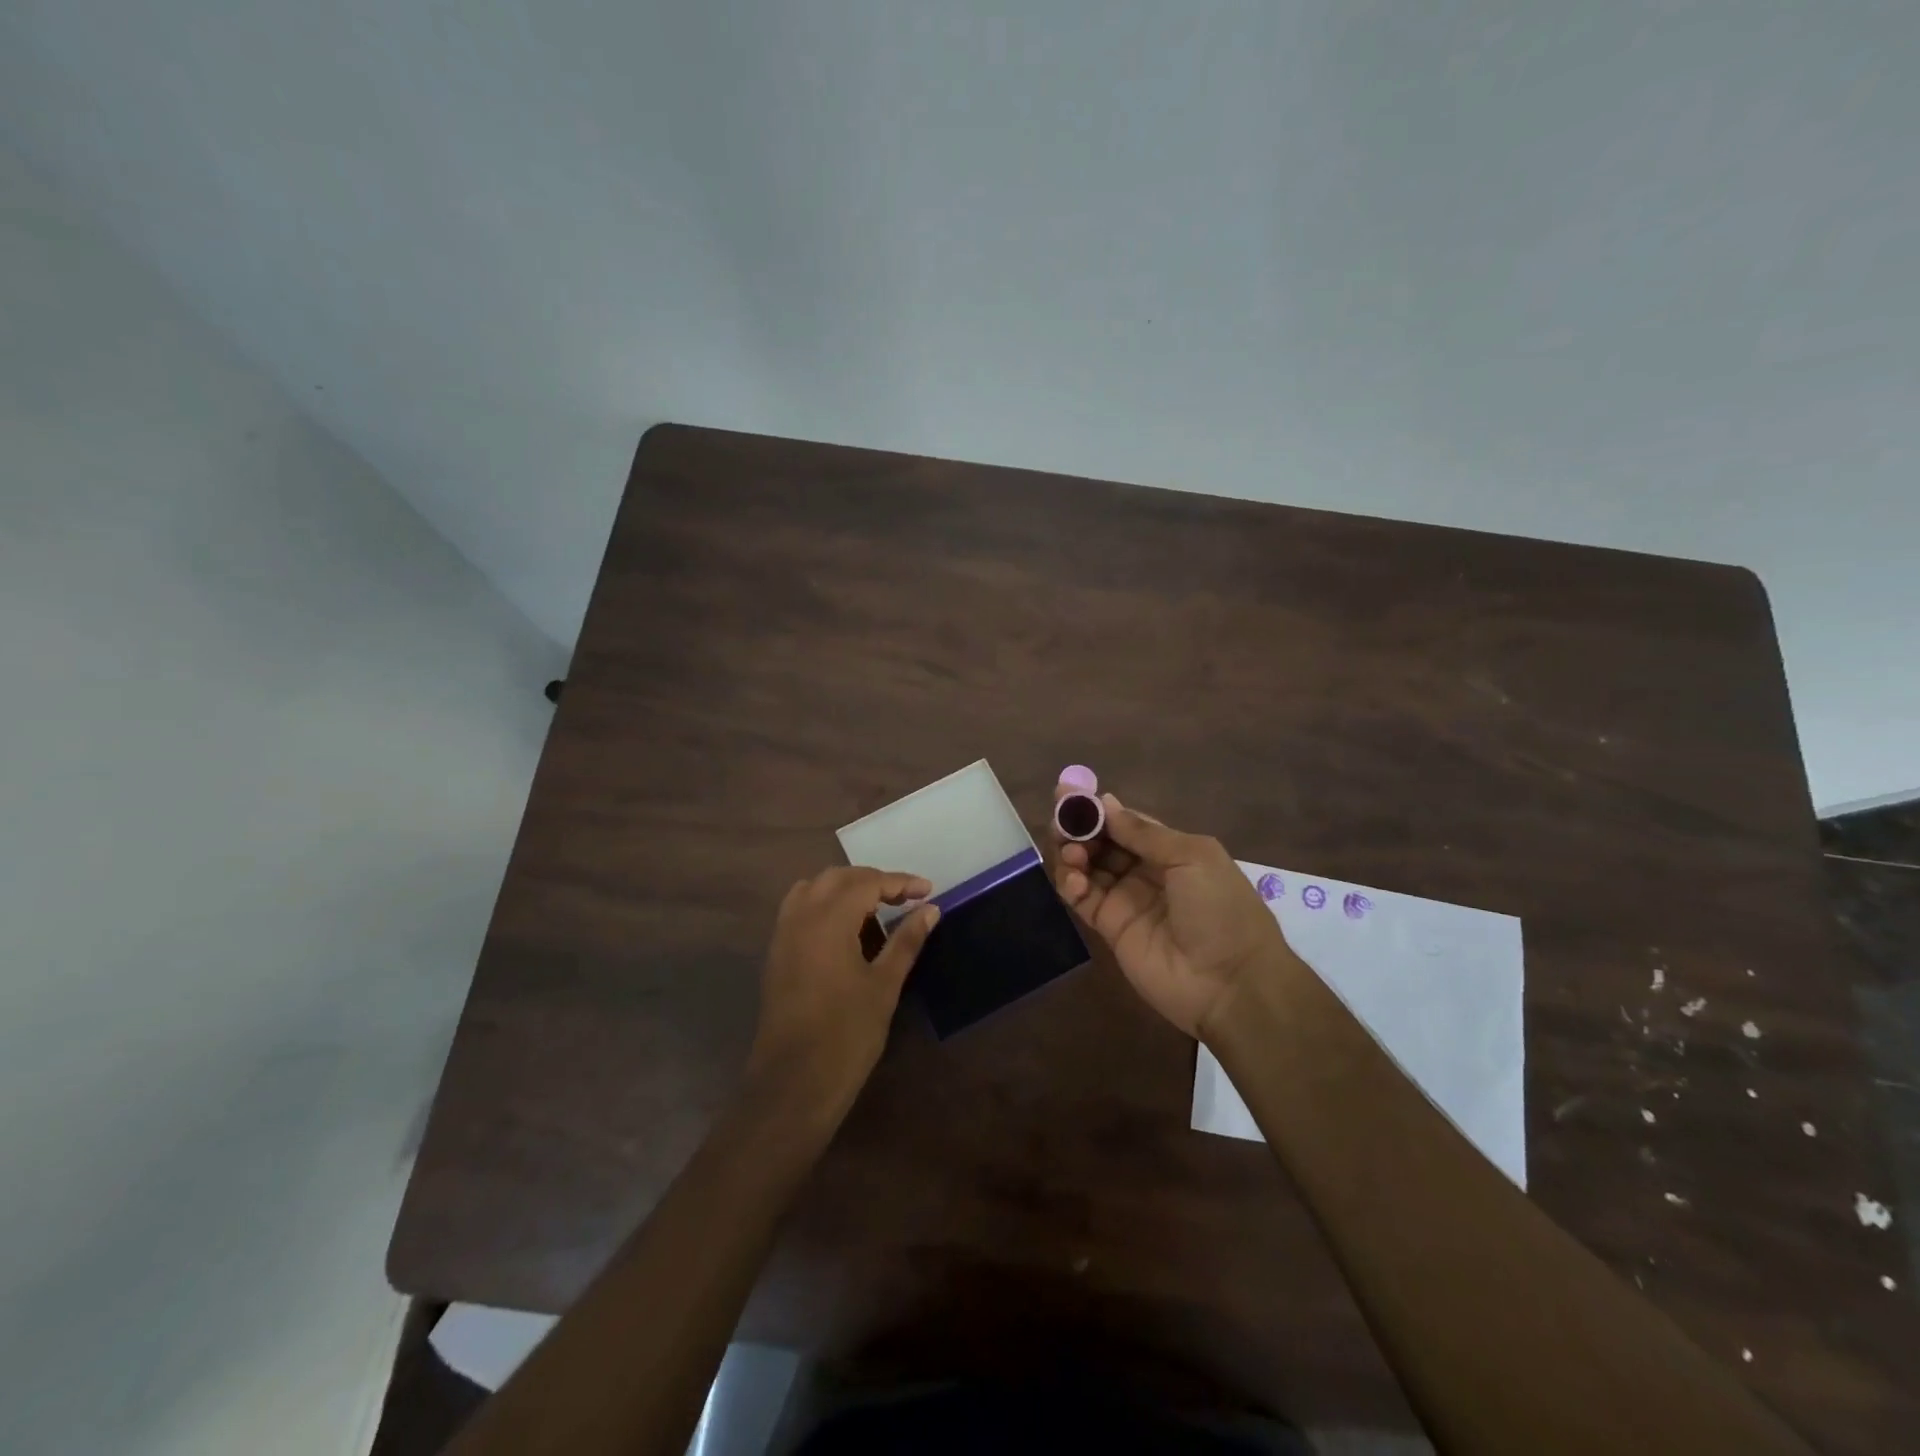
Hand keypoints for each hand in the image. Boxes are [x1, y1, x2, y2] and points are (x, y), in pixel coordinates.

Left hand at [747, 867, 939, 1121]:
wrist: (793, 1083)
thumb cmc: (846, 1034)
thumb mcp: (884, 985)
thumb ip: (906, 941)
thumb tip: (930, 910)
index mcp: (828, 920)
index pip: (867, 883)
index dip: (900, 882)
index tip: (928, 890)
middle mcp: (801, 916)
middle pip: (838, 878)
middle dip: (873, 881)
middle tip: (905, 899)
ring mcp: (783, 934)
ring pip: (814, 889)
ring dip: (846, 889)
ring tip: (876, 909)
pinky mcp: (777, 953)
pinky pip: (800, 909)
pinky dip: (825, 905)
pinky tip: (846, 930)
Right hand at [1052, 779, 1291, 1039]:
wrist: (1231, 983)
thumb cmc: (1221, 910)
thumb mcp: (1192, 858)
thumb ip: (1145, 833)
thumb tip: (1106, 804)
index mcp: (1171, 850)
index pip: (1126, 822)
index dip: (1098, 809)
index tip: (1069, 793)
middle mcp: (1145, 871)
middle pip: (1102, 842)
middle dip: (1080, 828)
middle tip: (1060, 821)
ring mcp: (1126, 900)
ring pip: (1088, 868)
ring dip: (1073, 853)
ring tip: (1070, 852)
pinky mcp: (1110, 928)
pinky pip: (1083, 899)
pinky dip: (1072, 884)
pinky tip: (1072, 879)